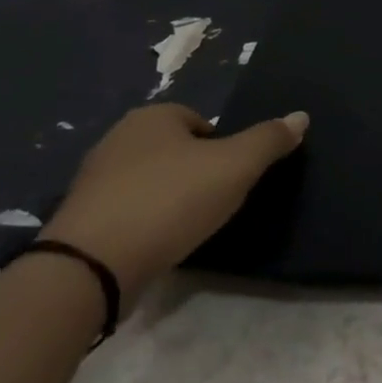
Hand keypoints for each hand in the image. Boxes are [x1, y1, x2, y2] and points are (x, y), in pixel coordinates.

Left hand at [41, 104, 306, 307]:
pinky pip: (126, 211)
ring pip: (149, 180)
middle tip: (214, 202)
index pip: (201, 122)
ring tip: (187, 226)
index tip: (231, 179)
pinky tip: (156, 243)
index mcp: (153, 116)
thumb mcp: (236, 166)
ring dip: (169, 198)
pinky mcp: (80, 218)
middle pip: (175, 150)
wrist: (90, 266)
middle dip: (195, 172)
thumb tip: (301, 116)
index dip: (222, 149)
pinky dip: (144, 222)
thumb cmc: (171, 200)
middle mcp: (118, 137)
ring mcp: (92, 179)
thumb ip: (270, 140)